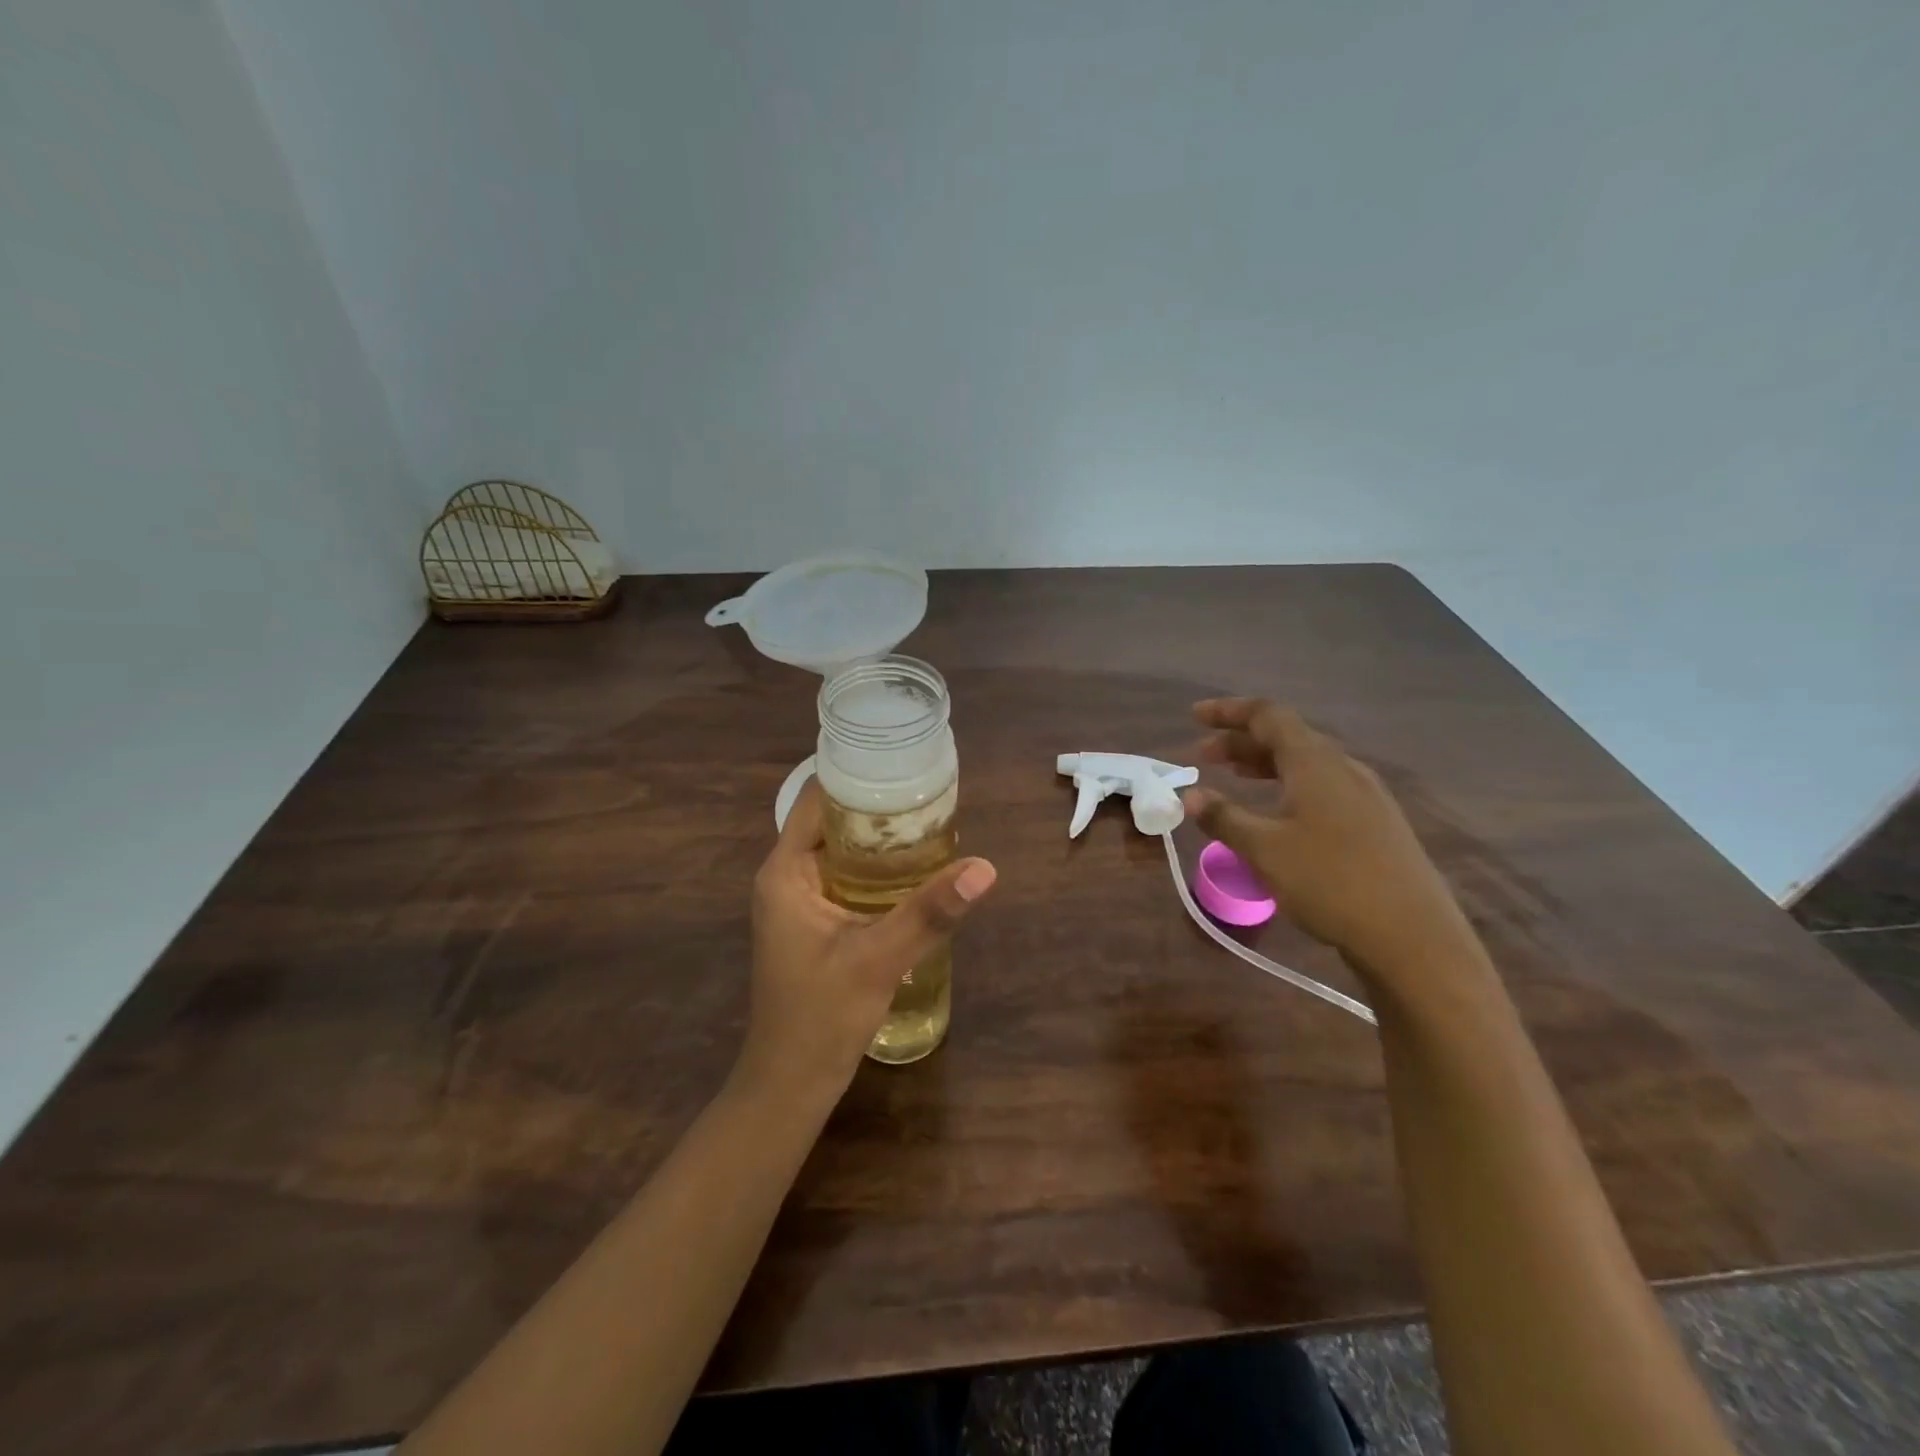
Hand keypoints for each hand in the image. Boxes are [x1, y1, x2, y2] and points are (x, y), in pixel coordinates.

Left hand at [740, 781, 996, 1098]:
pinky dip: (877, 867)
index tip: (904, 765)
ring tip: (931, 821)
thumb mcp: (878, 959)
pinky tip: (916, 870)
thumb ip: (930, 912)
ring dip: (879, 838)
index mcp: (785, 871)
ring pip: (841, 849)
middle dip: (878, 806)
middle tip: (931, 794)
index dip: (858, 776)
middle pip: (832, 820)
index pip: (818, 799)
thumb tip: (985, 869)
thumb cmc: (820, 1017)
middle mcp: (786, 876)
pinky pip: (846, 876)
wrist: (791, 1083)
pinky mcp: (814, 921)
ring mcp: (799, 900)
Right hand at [1184, 698, 1471, 983]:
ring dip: (1265, 764)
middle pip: (1288, 737)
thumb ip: (1224, 818)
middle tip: (1204, 756)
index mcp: (1316, 763)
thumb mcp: (1264, 850)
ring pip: (1307, 763)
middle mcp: (1344, 768)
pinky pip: (1324, 786)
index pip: (1269, 716)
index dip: (1229, 712)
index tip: (1195, 716)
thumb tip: (1190, 796)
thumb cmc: (1330, 883)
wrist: (1413, 937)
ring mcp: (1366, 795)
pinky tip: (1279, 811)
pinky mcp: (1377, 823)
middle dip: (1242, 741)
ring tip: (1234, 777)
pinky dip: (1289, 785)